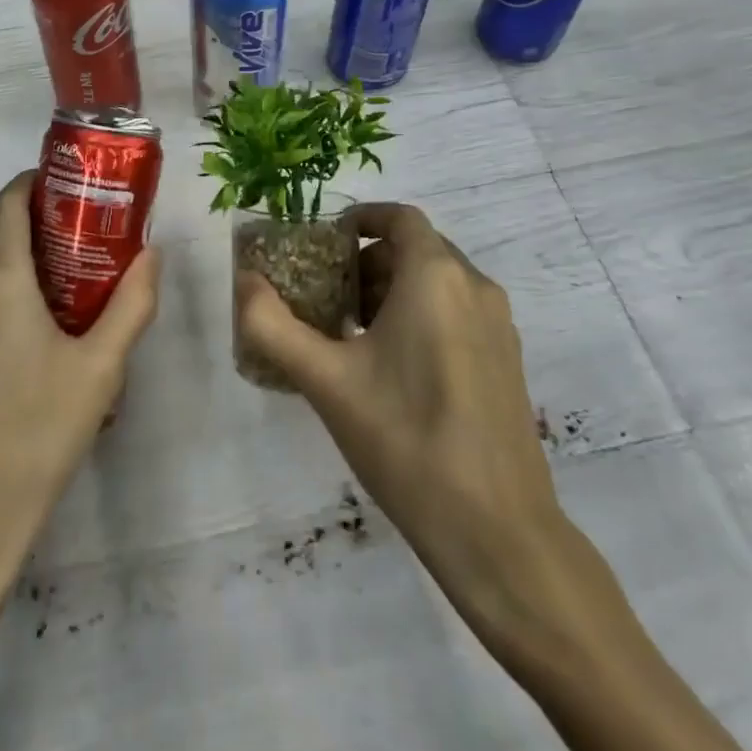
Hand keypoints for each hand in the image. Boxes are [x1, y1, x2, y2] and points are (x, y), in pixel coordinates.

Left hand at [0, 173, 160, 750]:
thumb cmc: (39, 432)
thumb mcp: (102, 367)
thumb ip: (133, 303)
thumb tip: (153, 255)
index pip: (8, 201)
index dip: (37, 181)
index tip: (75, 186)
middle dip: (29, 211)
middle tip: (79, 224)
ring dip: (10, 245)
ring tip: (61, 266)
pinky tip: (30, 316)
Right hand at [233, 201, 569, 642]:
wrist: (499, 533)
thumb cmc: (406, 439)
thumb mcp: (326, 381)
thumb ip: (273, 326)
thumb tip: (244, 282)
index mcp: (436, 277)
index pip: (399, 217)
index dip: (361, 219)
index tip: (325, 243)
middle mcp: (475, 288)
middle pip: (416, 249)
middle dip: (368, 261)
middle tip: (328, 294)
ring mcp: (498, 327)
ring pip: (438, 283)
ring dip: (393, 291)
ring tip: (351, 333)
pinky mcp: (508, 363)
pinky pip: (458, 313)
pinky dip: (421, 316)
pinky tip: (391, 369)